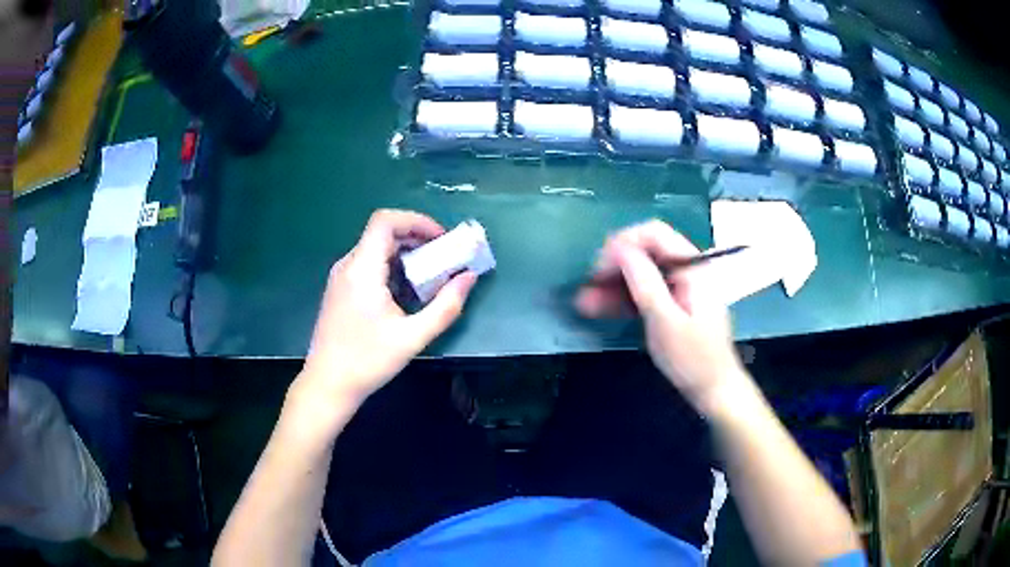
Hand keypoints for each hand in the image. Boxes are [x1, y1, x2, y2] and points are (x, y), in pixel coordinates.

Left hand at [297, 210, 476, 408]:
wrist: (328, 384)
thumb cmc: (368, 361)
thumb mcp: (413, 337)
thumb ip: (446, 306)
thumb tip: (469, 277)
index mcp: (362, 270)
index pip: (385, 221)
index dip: (416, 220)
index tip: (441, 239)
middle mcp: (348, 265)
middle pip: (383, 232)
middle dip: (417, 237)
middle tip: (443, 257)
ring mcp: (340, 276)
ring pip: (375, 247)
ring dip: (405, 252)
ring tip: (430, 274)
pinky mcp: (339, 288)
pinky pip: (368, 263)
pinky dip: (391, 265)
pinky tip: (405, 291)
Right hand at [576, 220, 746, 414]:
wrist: (714, 389)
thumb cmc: (693, 358)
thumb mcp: (665, 321)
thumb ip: (644, 282)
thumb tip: (619, 248)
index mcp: (692, 266)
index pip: (654, 234)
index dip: (623, 243)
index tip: (599, 267)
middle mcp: (686, 269)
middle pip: (645, 252)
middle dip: (614, 266)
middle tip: (587, 287)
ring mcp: (680, 286)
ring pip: (641, 273)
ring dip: (613, 284)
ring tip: (583, 301)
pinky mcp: (672, 303)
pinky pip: (644, 292)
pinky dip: (623, 298)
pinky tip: (598, 307)